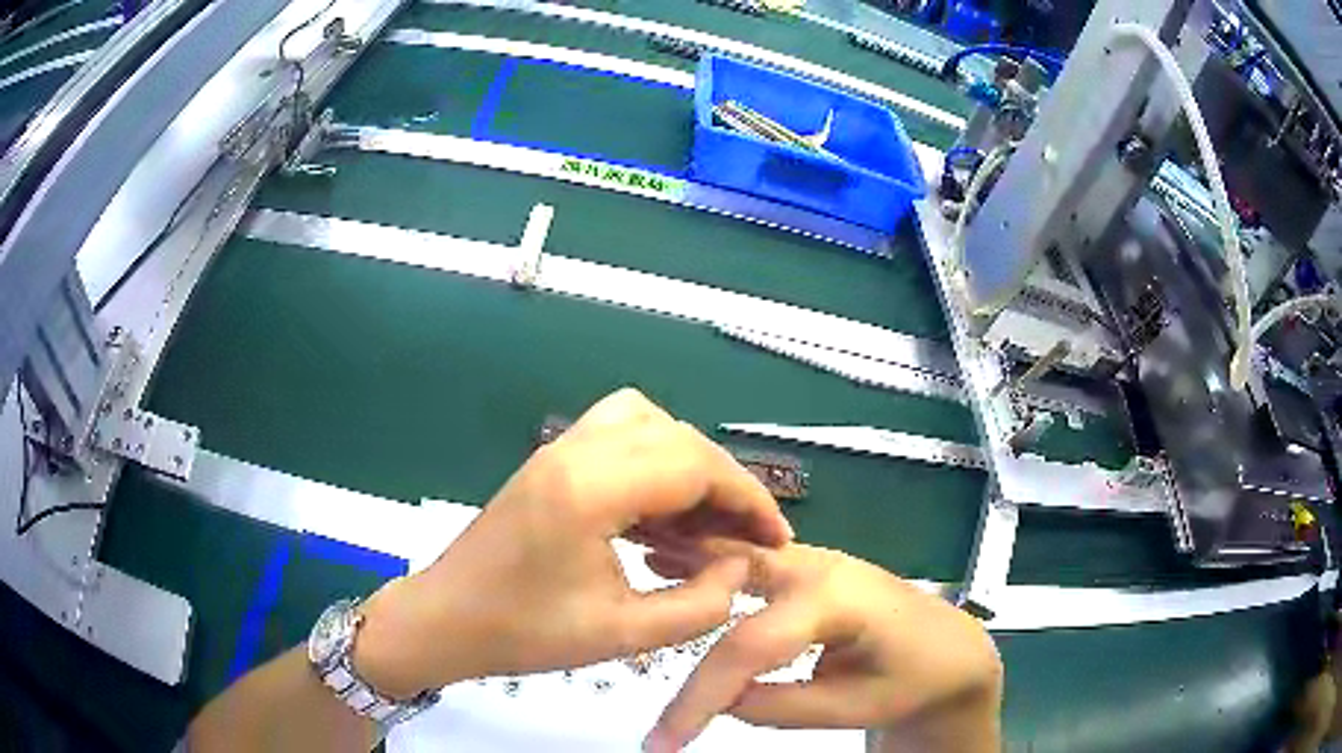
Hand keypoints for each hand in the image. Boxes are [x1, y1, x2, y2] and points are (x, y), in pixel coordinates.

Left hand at [353, 388, 794, 696]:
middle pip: (676, 435)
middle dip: (724, 480)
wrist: (445, 621)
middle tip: (742, 535)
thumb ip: (700, 605)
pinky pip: (617, 434)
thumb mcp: (623, 636)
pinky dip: (653, 459)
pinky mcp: (548, 461)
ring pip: (647, 421)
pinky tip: (659, 512)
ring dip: (687, 461)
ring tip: (702, 518)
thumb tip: (741, 565)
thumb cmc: (524, 635)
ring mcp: (556, 449)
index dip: (747, 497)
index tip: (774, 537)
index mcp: (588, 490)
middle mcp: (573, 451)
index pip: (694, 463)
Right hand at [644, 543, 1002, 751]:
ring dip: (685, 560)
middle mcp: (818, 565)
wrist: (953, 651)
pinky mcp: (808, 569)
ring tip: (633, 562)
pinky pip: (748, 560)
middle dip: (677, 595)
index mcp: (836, 598)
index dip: (700, 695)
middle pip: (731, 579)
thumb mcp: (860, 706)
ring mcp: (813, 560)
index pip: (749, 645)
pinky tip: (672, 557)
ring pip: (737, 554)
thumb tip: (721, 700)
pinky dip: (706, 558)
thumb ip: (786, 705)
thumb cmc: (916, 679)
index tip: (663, 740)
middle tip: (620, 615)